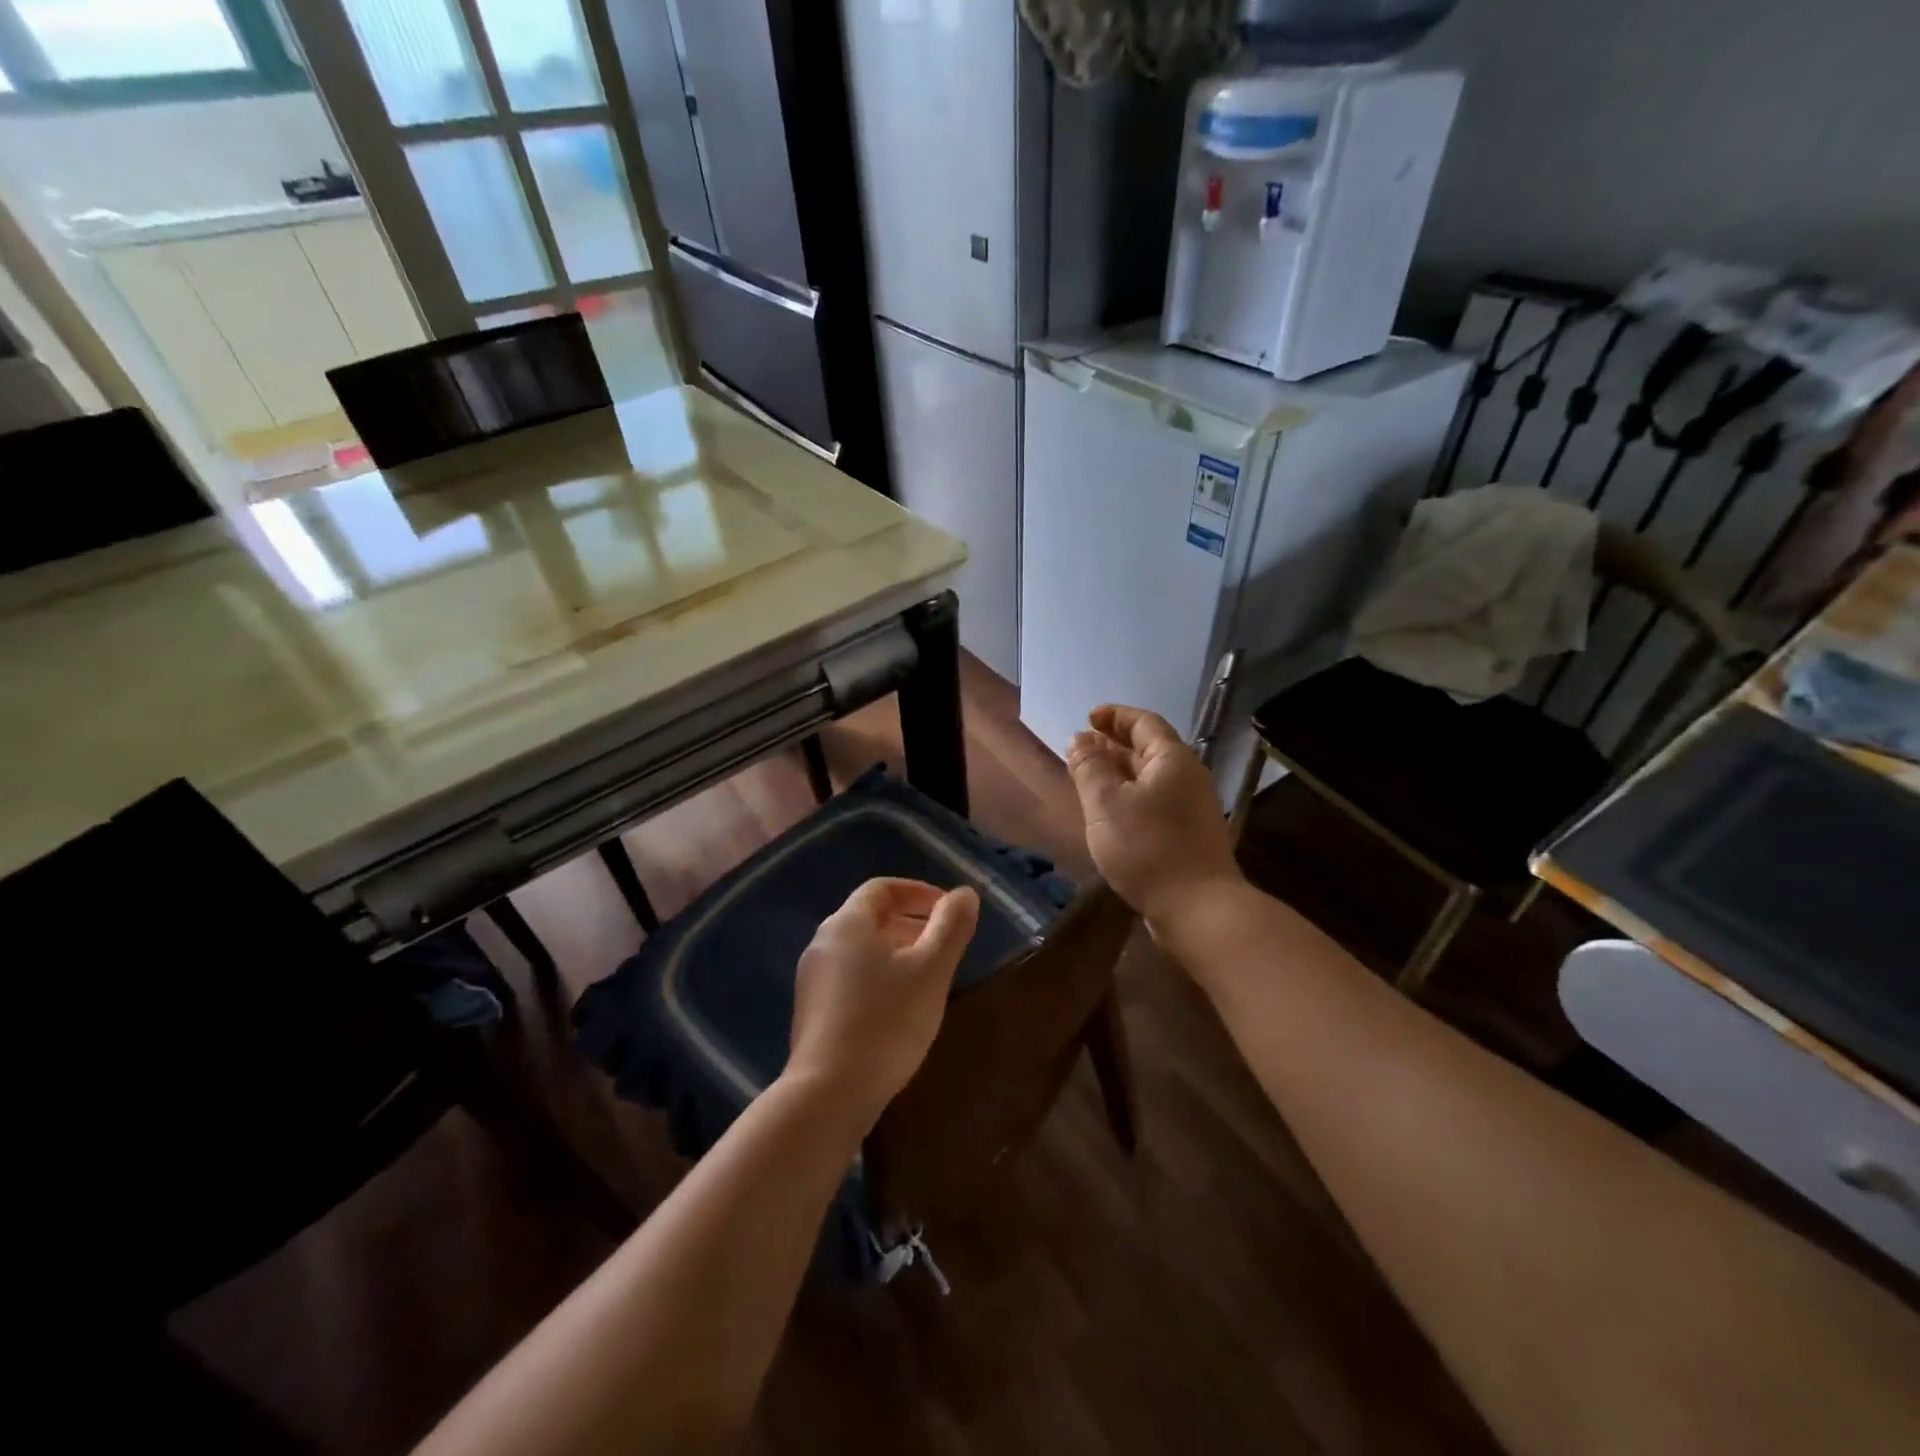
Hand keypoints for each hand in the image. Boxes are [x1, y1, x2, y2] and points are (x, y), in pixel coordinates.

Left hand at [786, 878, 979, 1127]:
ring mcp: (813, 978)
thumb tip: (964, 894)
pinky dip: (878, 976)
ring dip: (896, 952)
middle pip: (870, 917)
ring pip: (861, 949)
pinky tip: (899, 1007)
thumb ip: (951, 927)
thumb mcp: (931, 970)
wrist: (828, 1094)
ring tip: (927, 977)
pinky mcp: (811, 1010)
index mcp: (848, 923)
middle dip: (911, 923)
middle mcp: (823, 942)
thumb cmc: (886, 1021)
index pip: (883, 888)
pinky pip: (850, 976)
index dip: (919, 892)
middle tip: (944, 945)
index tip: (949, 910)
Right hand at [1066, 705, 1243, 931]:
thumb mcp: (1107, 804)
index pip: (1144, 723)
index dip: (1115, 716)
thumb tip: (1079, 741)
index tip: (1089, 717)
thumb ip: (1089, 768)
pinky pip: (1154, 802)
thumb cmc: (1148, 848)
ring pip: (1150, 778)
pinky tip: (1109, 813)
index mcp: (1172, 760)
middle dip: (1114, 744)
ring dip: (1119, 772)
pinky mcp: (1188, 836)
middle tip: (1082, 746)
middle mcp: (1187, 778)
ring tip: (1089, 776)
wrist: (1198, 908)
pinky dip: (1129, 797)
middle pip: (1149, 749)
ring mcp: (1191, 809)